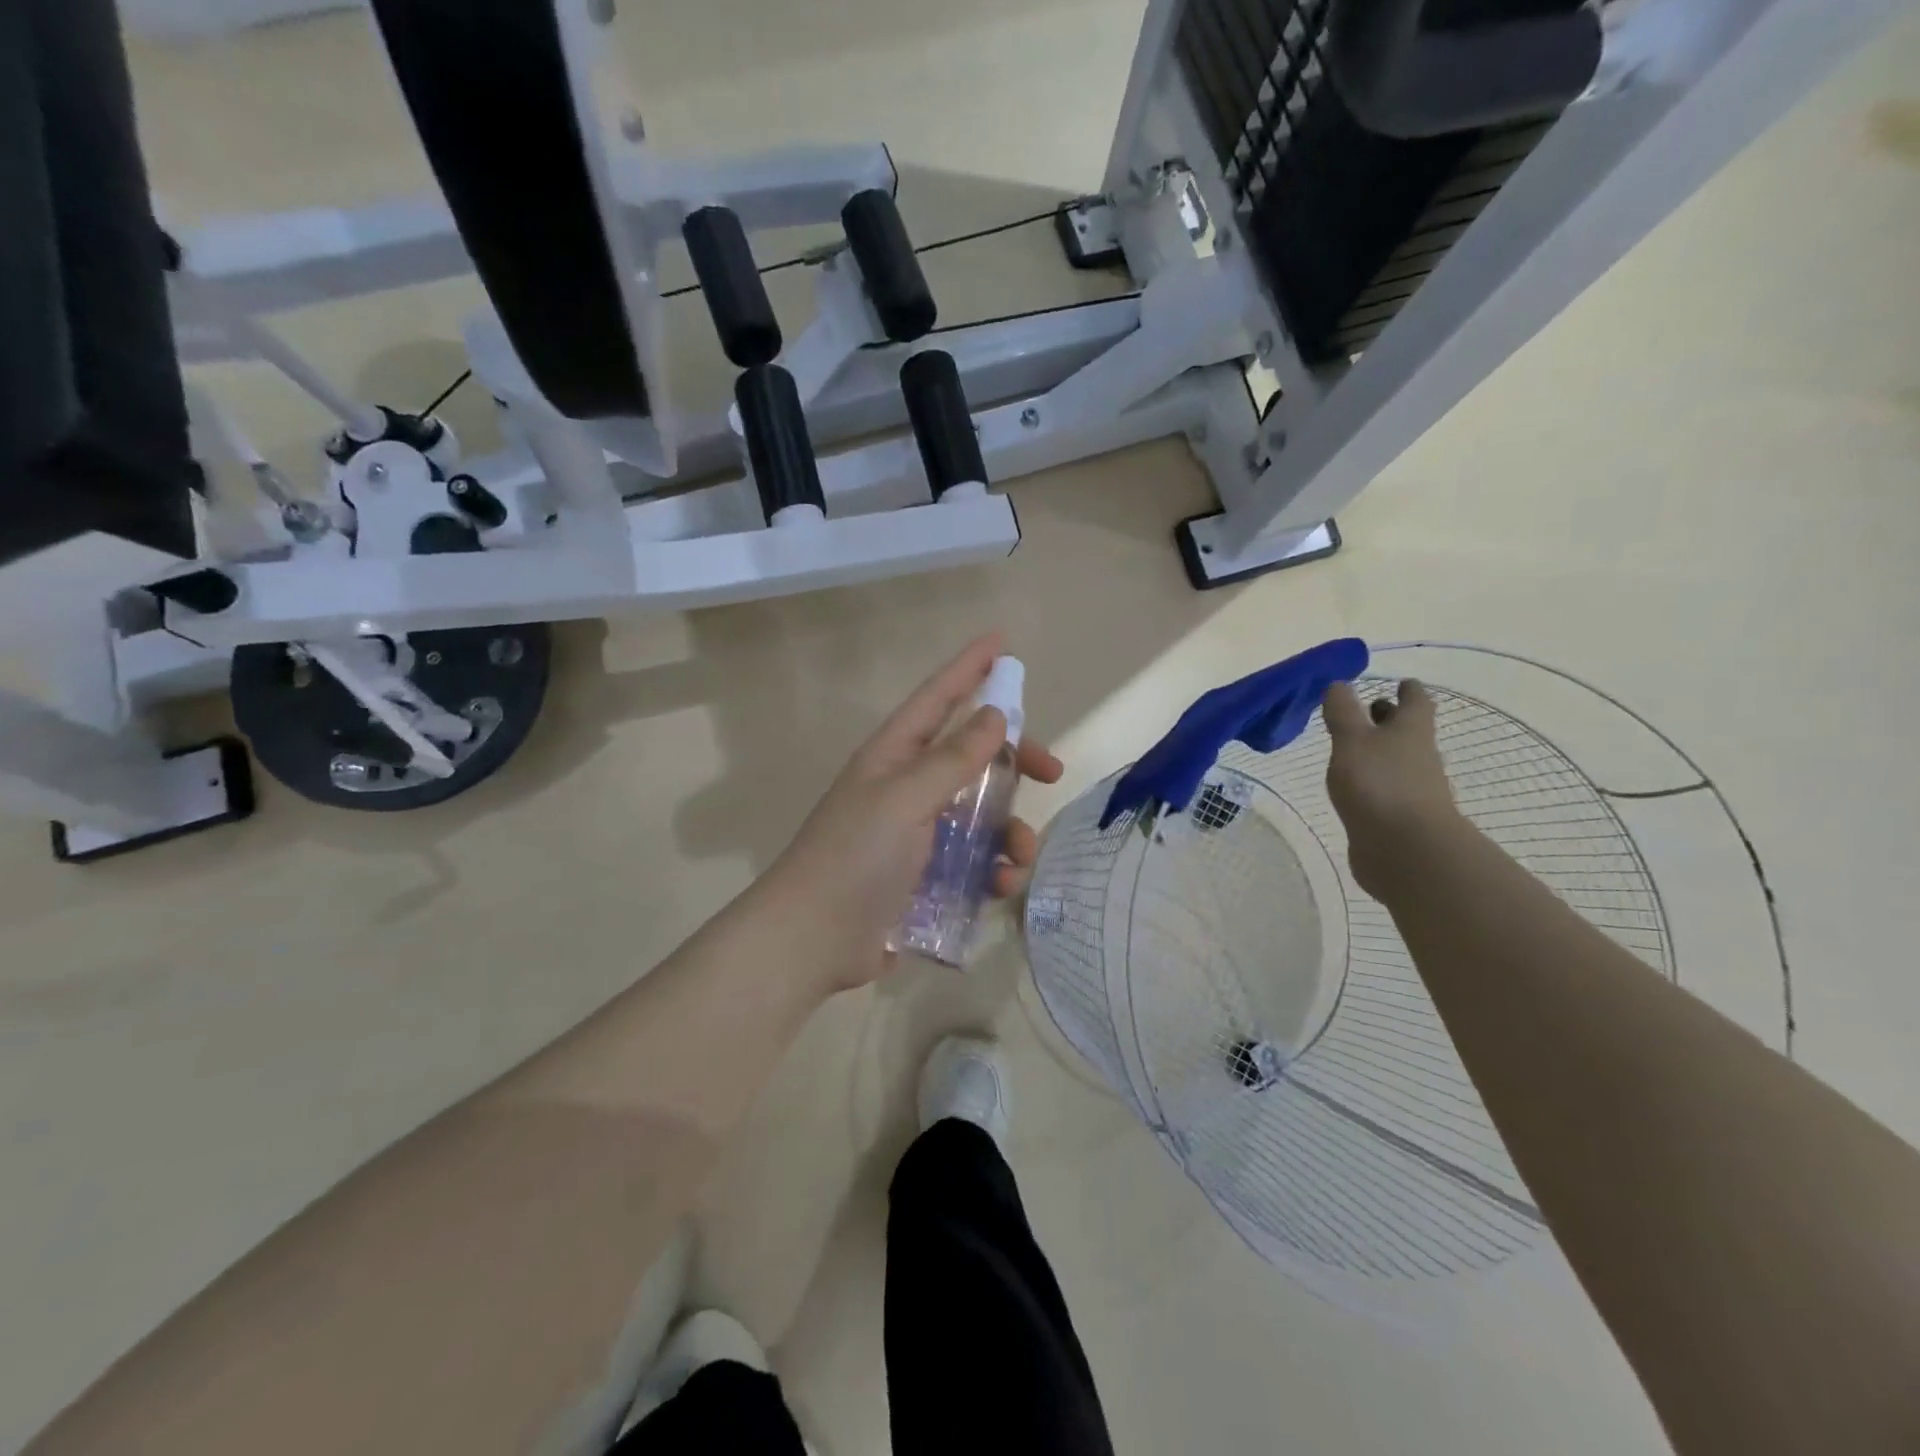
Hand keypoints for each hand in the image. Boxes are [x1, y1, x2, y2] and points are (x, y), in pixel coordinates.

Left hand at [757, 633, 1063, 994]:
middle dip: (1014, 761)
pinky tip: (1000, 886)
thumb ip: (952, 759)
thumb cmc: (856, 857)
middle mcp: (906, 786)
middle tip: (1052, 771)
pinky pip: (973, 859)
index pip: (937, 698)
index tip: (1003, 642)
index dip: (969, 668)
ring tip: (1019, 856)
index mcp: (894, 757)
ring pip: (980, 813)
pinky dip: (992, 869)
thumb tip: (994, 715)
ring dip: (1008, 829)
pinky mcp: (925, 875)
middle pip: (971, 757)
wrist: (814, 939)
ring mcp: (916, 832)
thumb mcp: (906, 799)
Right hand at [1323, 679, 1461, 898]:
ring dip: (1381, 752)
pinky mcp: (1401, 818)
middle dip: (1391, 720)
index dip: (1409, 690)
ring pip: (1398, 761)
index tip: (1402, 682)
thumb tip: (1339, 683)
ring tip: (1354, 749)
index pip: (1415, 701)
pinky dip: (1375, 783)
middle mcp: (1418, 756)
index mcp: (1410, 730)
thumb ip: (1343, 713)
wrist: (1407, 851)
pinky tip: (1355, 788)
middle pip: (1409, 731)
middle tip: (1372, 711)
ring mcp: (1413, 790)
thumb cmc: (1379, 785)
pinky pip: (1388, 791)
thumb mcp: (1352, 741)